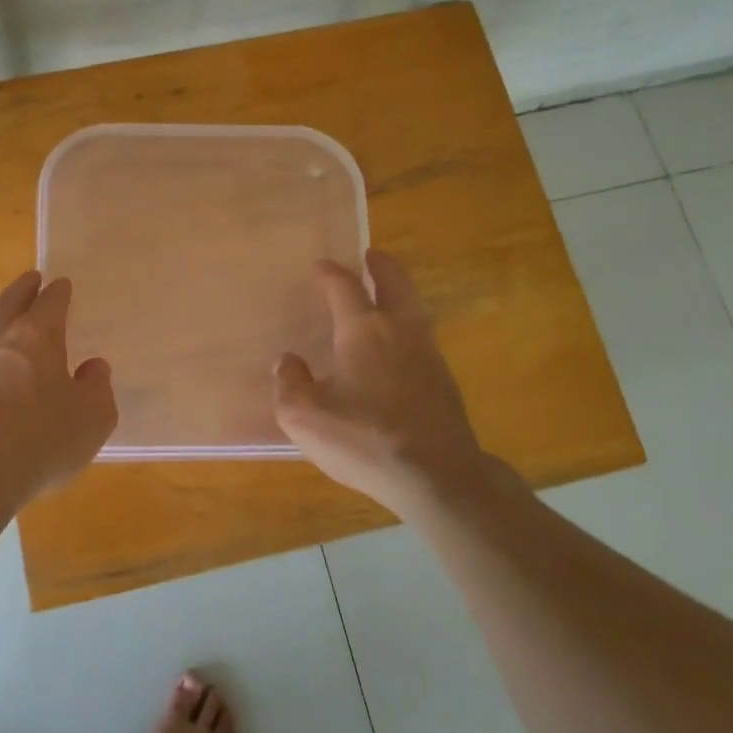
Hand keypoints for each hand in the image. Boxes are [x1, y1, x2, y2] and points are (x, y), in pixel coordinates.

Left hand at [0, 271, 116, 514]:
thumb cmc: (42, 438)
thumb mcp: (92, 416)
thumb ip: (98, 386)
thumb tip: (92, 368)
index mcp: (37, 336)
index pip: (50, 301)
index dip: (59, 291)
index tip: (63, 285)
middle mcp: (1, 342)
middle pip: (11, 303)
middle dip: (23, 288)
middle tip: (32, 278)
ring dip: (5, 322)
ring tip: (17, 325)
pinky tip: (1, 375)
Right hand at [273, 250, 486, 520]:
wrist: (437, 476)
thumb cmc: (364, 439)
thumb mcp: (304, 416)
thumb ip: (289, 383)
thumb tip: (289, 361)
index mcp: (363, 330)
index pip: (345, 287)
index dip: (331, 272)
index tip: (321, 265)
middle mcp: (399, 330)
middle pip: (395, 282)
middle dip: (381, 265)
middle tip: (370, 256)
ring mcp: (428, 354)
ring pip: (414, 308)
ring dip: (398, 294)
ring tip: (382, 297)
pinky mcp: (443, 381)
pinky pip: (421, 337)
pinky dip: (406, 326)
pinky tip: (395, 348)